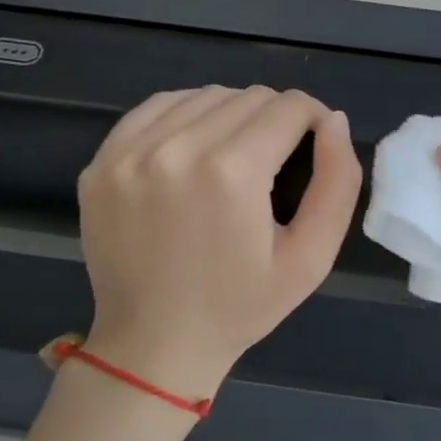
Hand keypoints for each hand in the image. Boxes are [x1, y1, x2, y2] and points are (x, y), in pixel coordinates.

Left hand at [72, 85, 361, 398]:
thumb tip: (333, 121)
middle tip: (279, 159)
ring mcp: (130, 153)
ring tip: (238, 153)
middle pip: (249, 96)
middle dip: (277, 118)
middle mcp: (176, 149)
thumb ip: (337, 182)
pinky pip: (159, 107)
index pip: (289, 107)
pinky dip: (188, 115)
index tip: (315, 144)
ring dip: (233, 113)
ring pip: (206, 95)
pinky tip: (197, 146)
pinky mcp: (102, 161)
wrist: (153, 345)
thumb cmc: (241, 306)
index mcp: (231, 173)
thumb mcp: (312, 256)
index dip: (314, 119)